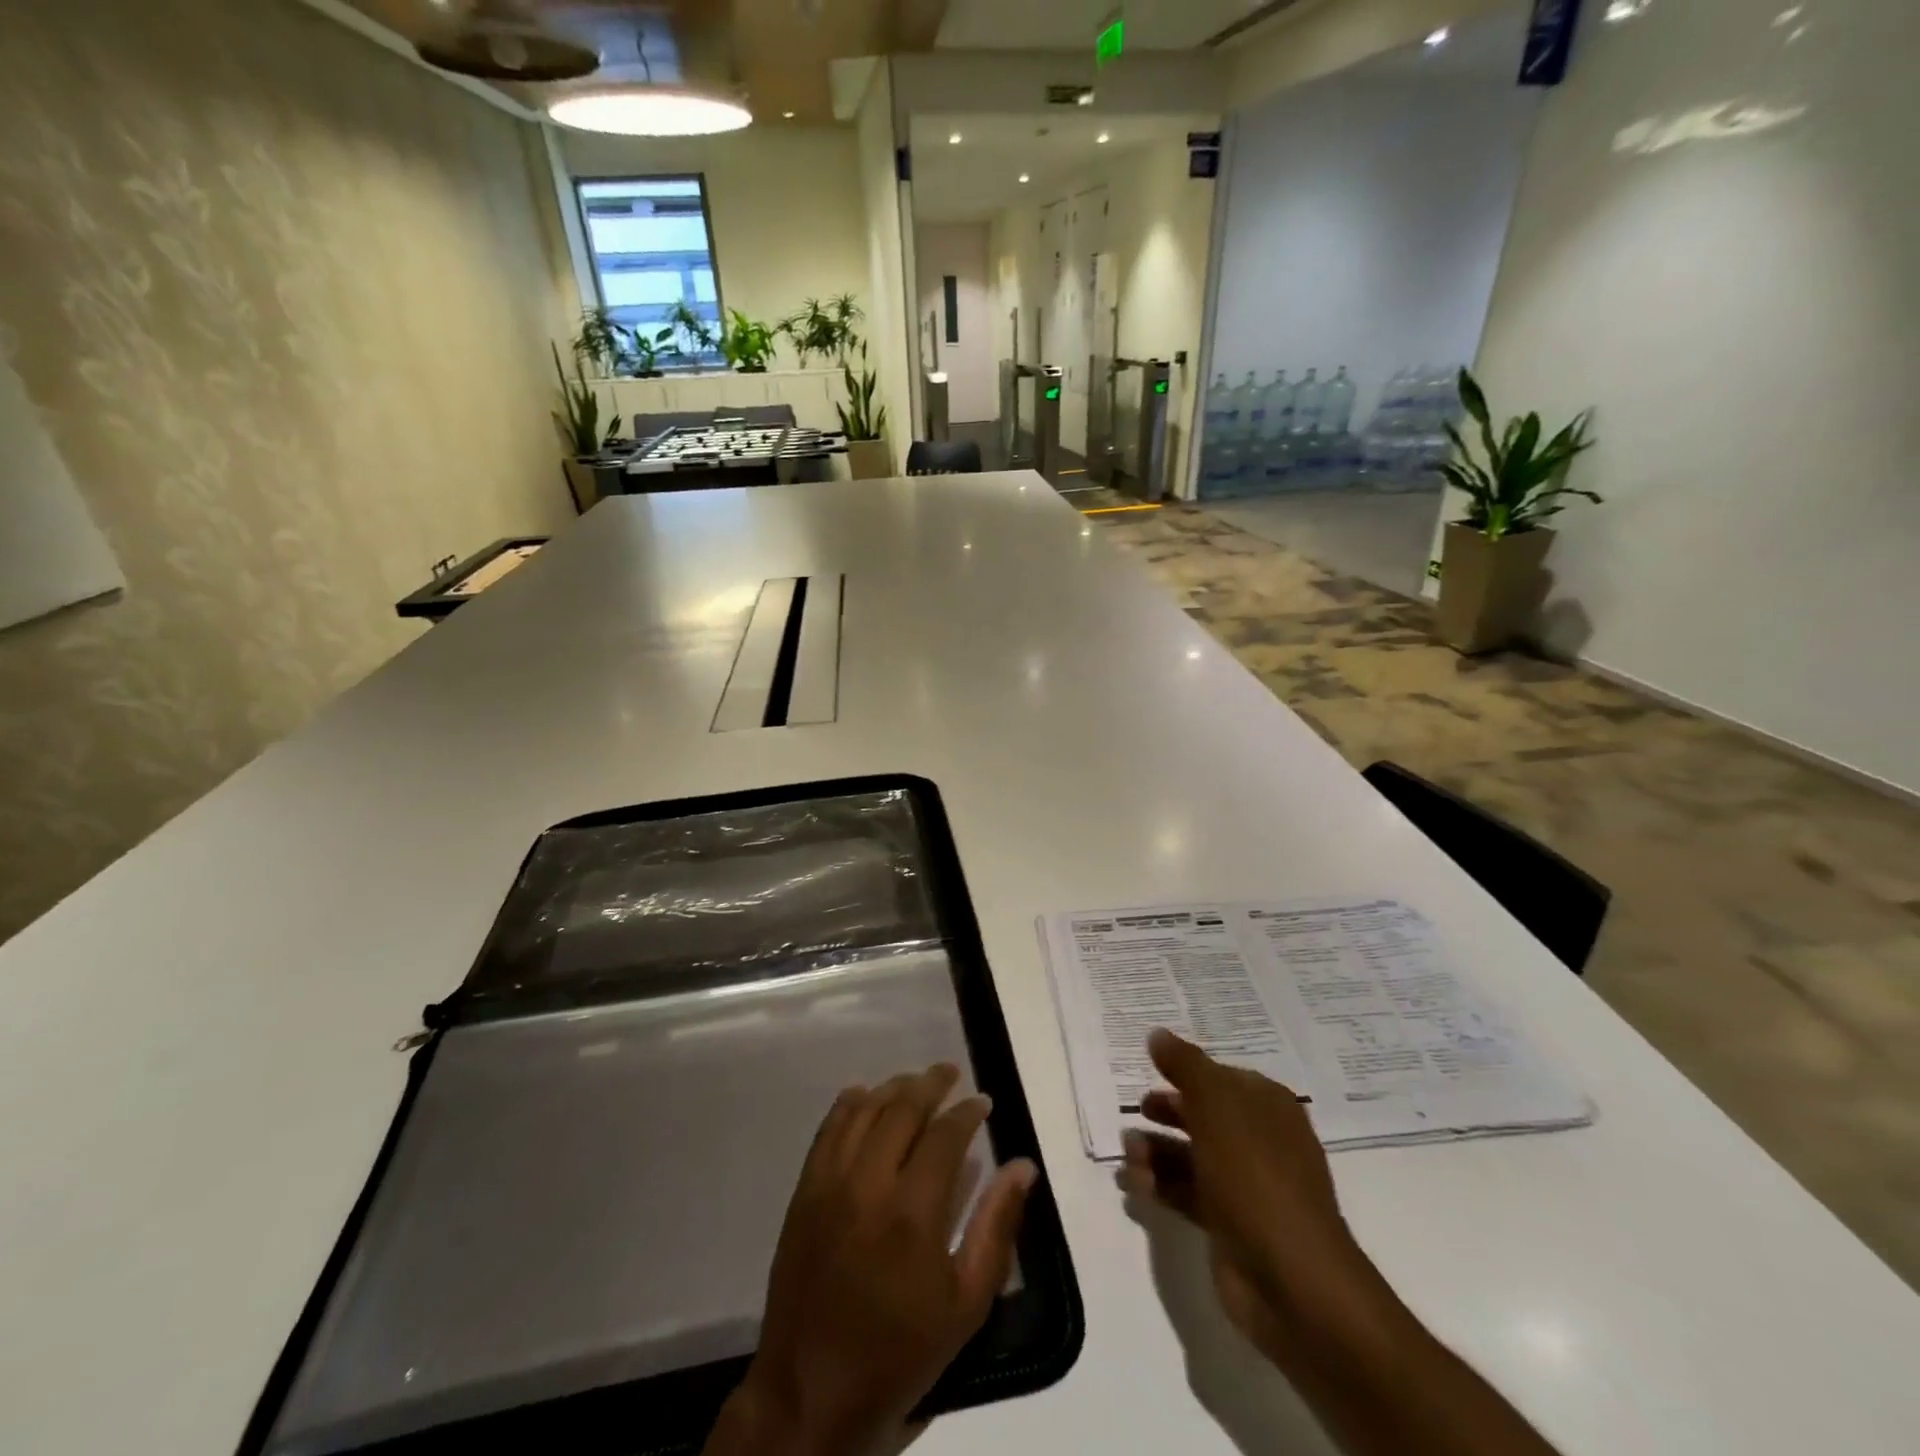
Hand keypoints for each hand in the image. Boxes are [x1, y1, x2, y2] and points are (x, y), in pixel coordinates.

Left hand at [706, 1064, 1036, 1455]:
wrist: (813, 1393)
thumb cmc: (900, 1352)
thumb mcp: (966, 1304)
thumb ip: (996, 1227)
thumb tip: (1023, 1166)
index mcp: (912, 1213)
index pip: (945, 1135)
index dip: (967, 1111)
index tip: (983, 1101)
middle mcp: (868, 1184)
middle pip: (902, 1110)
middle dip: (930, 1084)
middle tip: (950, 1072)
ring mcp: (830, 1184)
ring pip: (863, 1111)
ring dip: (892, 1088)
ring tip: (914, 1081)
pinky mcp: (803, 1192)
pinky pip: (827, 1131)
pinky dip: (847, 1105)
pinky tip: (862, 1095)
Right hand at [1121, 1029, 1389, 1369]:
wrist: (1292, 1280)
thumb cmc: (1255, 1175)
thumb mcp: (1217, 1106)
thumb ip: (1185, 1066)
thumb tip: (1157, 1033)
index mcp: (1268, 1107)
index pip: (1222, 1077)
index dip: (1187, 1071)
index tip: (1150, 1068)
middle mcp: (1260, 1141)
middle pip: (1205, 1115)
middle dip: (1167, 1112)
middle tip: (1137, 1111)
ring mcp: (1246, 1186)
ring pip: (1192, 1156)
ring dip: (1156, 1150)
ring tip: (1127, 1153)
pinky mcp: (1230, 1225)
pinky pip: (1188, 1193)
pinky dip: (1160, 1186)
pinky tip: (1132, 1183)